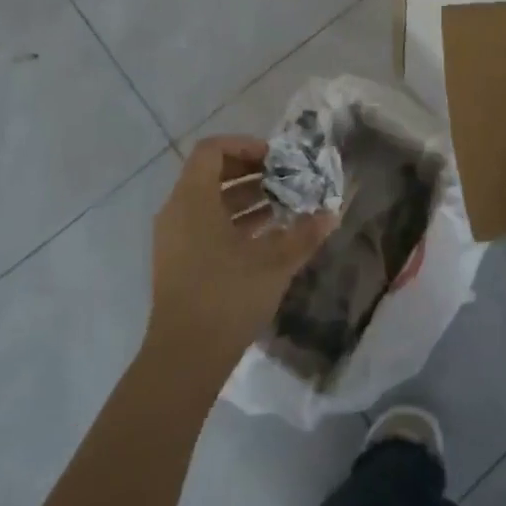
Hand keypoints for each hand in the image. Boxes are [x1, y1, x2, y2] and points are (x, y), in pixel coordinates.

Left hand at [145, 135, 335, 379]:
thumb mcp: (273, 264)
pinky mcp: (178, 261)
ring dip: (246, 198)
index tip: (276, 159)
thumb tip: (331, 214)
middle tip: (285, 180)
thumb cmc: (226, 297)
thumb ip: (303, 234)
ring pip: (209, 201)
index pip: (213, 150)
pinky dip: (233, 221)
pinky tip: (266, 236)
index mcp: (193, 199)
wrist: (183, 359)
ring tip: (284, 206)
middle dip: (251, 172)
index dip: (245, 146)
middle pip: (212, 173)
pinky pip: (204, 224)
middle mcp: (177, 210)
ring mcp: (174, 237)